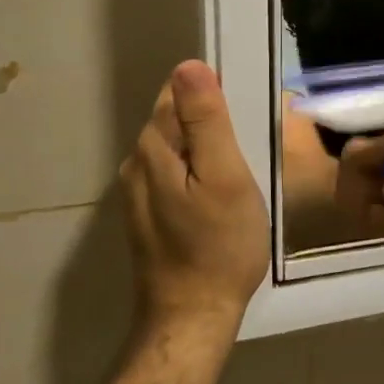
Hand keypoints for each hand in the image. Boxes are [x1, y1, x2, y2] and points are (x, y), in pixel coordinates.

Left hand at [119, 61, 270, 338]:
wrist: (192, 317)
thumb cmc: (219, 245)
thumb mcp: (225, 176)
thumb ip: (206, 121)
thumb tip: (190, 66)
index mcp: (153, 148)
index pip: (176, 94)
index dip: (211, 94)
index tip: (243, 112)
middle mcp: (136, 164)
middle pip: (172, 119)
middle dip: (207, 119)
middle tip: (248, 141)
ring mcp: (138, 193)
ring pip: (174, 148)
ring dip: (202, 147)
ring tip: (238, 165)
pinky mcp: (147, 215)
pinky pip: (173, 173)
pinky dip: (195, 171)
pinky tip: (218, 192)